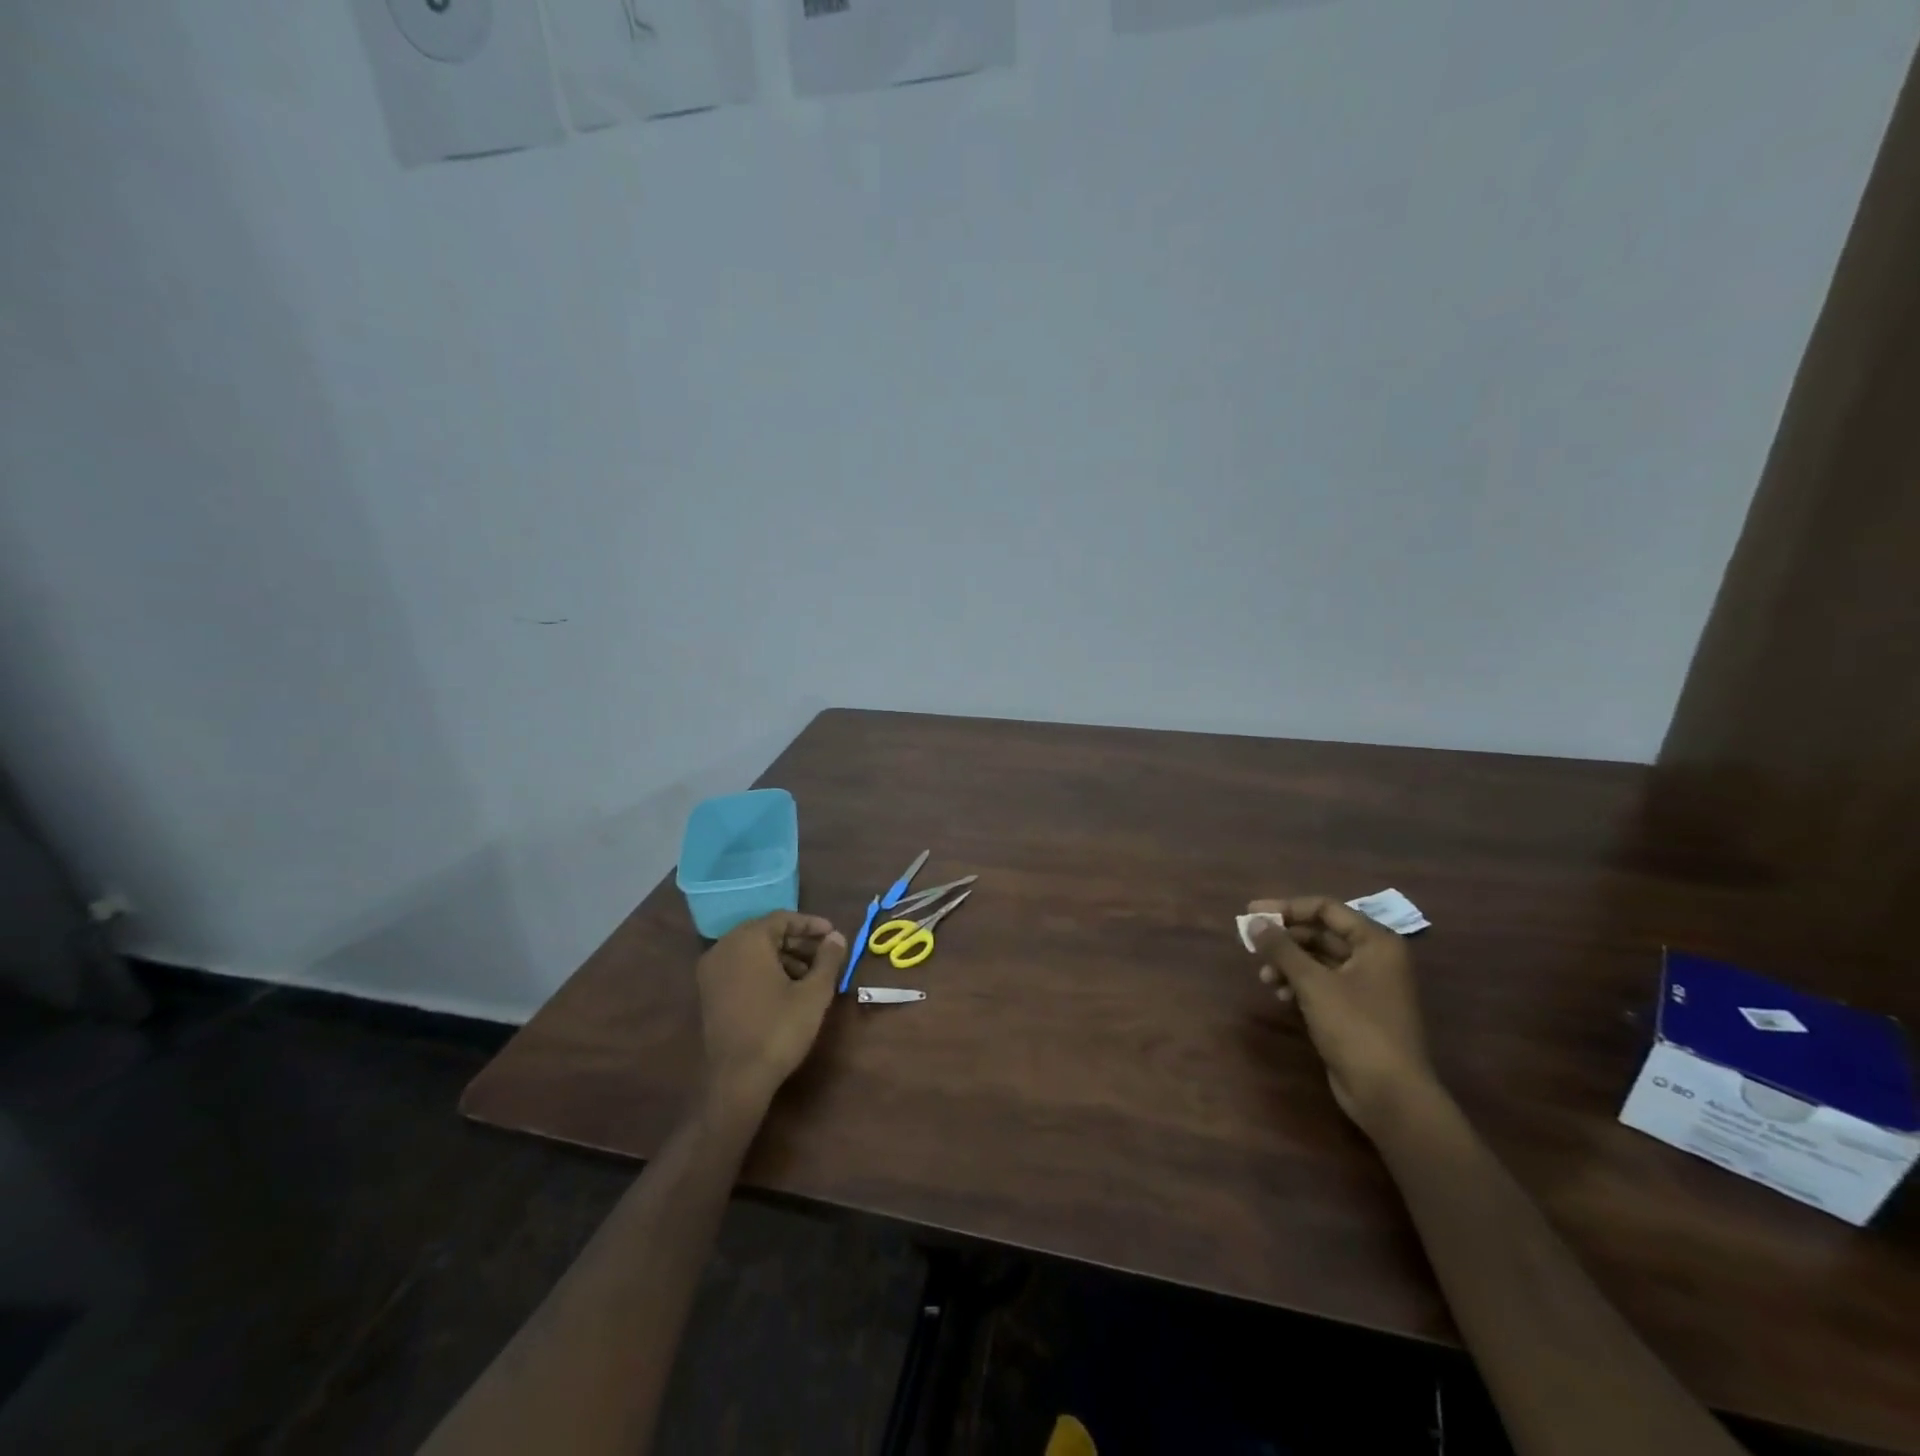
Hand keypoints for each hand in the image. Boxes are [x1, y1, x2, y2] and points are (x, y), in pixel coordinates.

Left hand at [696, 913, 847, 1108]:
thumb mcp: (814, 992)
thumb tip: (837, 938)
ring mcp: (712, 971)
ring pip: (754, 952)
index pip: (782, 919)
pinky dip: (765, 970)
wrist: (738, 1080)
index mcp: (747, 941)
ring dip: (784, 957)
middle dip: (799, 942)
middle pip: (767, 933)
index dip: (811, 925)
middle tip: (826, 956)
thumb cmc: (779, 1029)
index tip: (834, 935)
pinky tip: (787, 990)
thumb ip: (828, 959)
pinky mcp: (709, 993)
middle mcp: (724, 948)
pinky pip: (741, 968)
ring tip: (812, 976)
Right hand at [1248, 895, 1440, 1136]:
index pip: (1326, 909)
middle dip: (1285, 940)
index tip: (1252, 913)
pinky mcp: (1357, 1011)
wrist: (1390, 1094)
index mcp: (1376, 943)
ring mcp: (1368, 987)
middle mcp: (1375, 959)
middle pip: (1321, 934)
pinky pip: (1323, 984)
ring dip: (1289, 964)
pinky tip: (1281, 996)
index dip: (1287, 908)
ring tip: (1265, 978)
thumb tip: (1253, 921)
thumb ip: (1281, 948)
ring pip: (1319, 960)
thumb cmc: (1356, 1027)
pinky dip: (1299, 985)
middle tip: (1252, 945)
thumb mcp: (1313, 983)